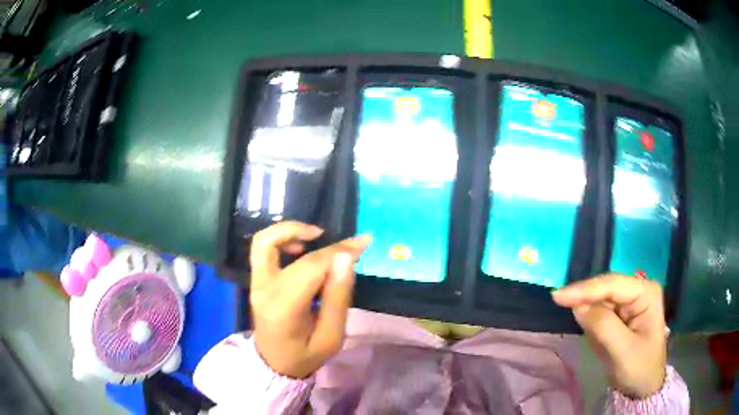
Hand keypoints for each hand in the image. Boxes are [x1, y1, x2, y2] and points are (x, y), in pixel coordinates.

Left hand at [249, 221, 369, 378]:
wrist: (274, 363)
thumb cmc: (305, 355)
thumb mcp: (331, 337)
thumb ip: (337, 298)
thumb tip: (345, 259)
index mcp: (284, 308)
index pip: (310, 267)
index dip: (338, 251)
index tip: (362, 243)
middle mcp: (264, 289)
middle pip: (287, 250)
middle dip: (320, 241)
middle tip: (344, 243)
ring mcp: (256, 282)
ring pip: (264, 240)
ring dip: (290, 231)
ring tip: (317, 236)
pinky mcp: (256, 279)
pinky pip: (263, 248)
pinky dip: (281, 239)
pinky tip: (301, 247)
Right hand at [552, 274, 666, 397]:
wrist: (644, 387)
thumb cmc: (640, 369)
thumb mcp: (623, 351)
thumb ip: (603, 326)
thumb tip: (578, 307)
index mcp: (646, 293)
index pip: (613, 284)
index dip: (585, 289)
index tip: (557, 296)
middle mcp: (638, 291)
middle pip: (606, 288)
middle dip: (584, 296)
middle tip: (557, 302)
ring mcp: (630, 302)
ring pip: (601, 298)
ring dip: (586, 307)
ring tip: (571, 316)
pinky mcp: (621, 315)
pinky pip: (600, 311)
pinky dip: (590, 319)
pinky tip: (586, 326)